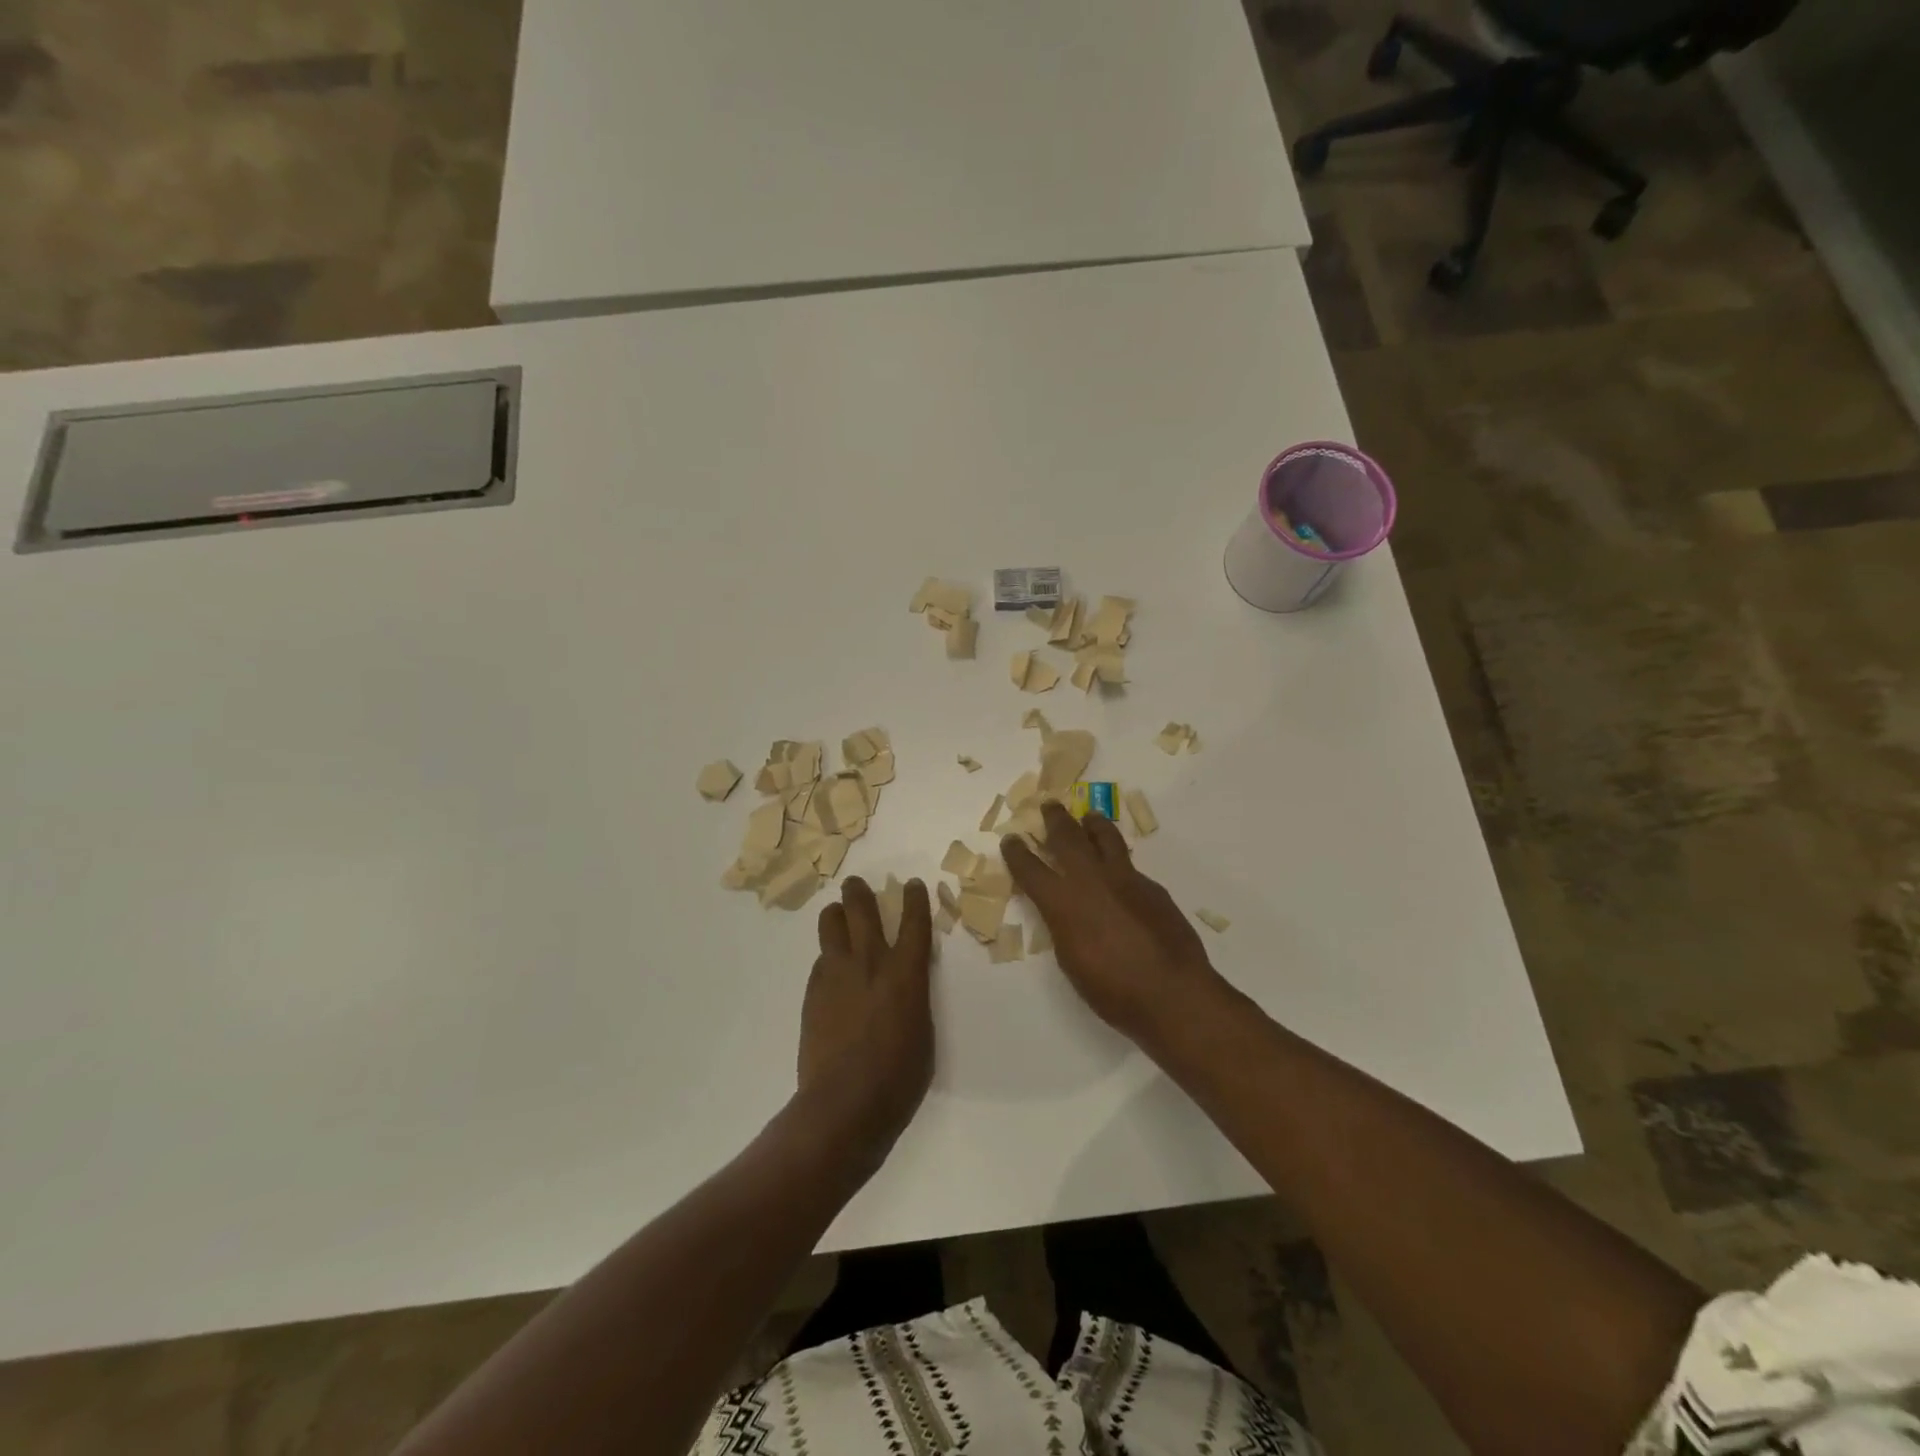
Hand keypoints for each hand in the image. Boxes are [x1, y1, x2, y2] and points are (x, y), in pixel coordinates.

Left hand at [797, 877, 935, 1148]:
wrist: (845, 1105)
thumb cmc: (899, 1077)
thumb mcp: (923, 1032)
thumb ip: (913, 997)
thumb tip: (903, 986)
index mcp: (906, 973)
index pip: (914, 922)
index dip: (915, 899)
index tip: (913, 884)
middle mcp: (870, 962)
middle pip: (861, 909)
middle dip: (859, 891)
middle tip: (856, 885)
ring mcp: (836, 974)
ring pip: (831, 925)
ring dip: (836, 916)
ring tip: (838, 916)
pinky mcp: (813, 992)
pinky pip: (821, 961)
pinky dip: (828, 957)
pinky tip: (831, 971)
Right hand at [1003, 803, 1231, 1046]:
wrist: (1171, 992)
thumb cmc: (1112, 990)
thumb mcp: (1071, 960)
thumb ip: (1063, 926)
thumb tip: (1066, 911)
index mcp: (1062, 902)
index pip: (1030, 869)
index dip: (1017, 852)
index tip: (1010, 839)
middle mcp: (1090, 880)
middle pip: (1067, 837)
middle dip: (1055, 819)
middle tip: (1049, 805)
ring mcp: (1125, 878)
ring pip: (1105, 838)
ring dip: (1093, 824)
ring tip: (1089, 816)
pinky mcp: (1152, 886)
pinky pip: (1130, 865)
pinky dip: (1119, 861)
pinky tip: (1120, 872)